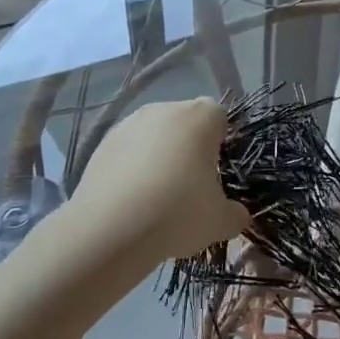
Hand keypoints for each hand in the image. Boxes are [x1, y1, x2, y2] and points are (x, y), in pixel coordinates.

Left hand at [70, 98, 249, 260]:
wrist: (110, 229)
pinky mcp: (101, 144)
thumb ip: (235, 214)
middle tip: (189, 184)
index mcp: (201, 117)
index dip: (220, 142)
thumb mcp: (220, 222)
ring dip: (158, 155)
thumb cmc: (177, 213)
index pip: (218, 117)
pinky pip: (127, 150)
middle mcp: (165, 110)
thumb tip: (238, 215)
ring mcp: (129, 124)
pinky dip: (131, 166)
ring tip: (155, 195)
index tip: (216, 170)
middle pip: (184, 122)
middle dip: (188, 146)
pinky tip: (131, 198)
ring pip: (153, 135)